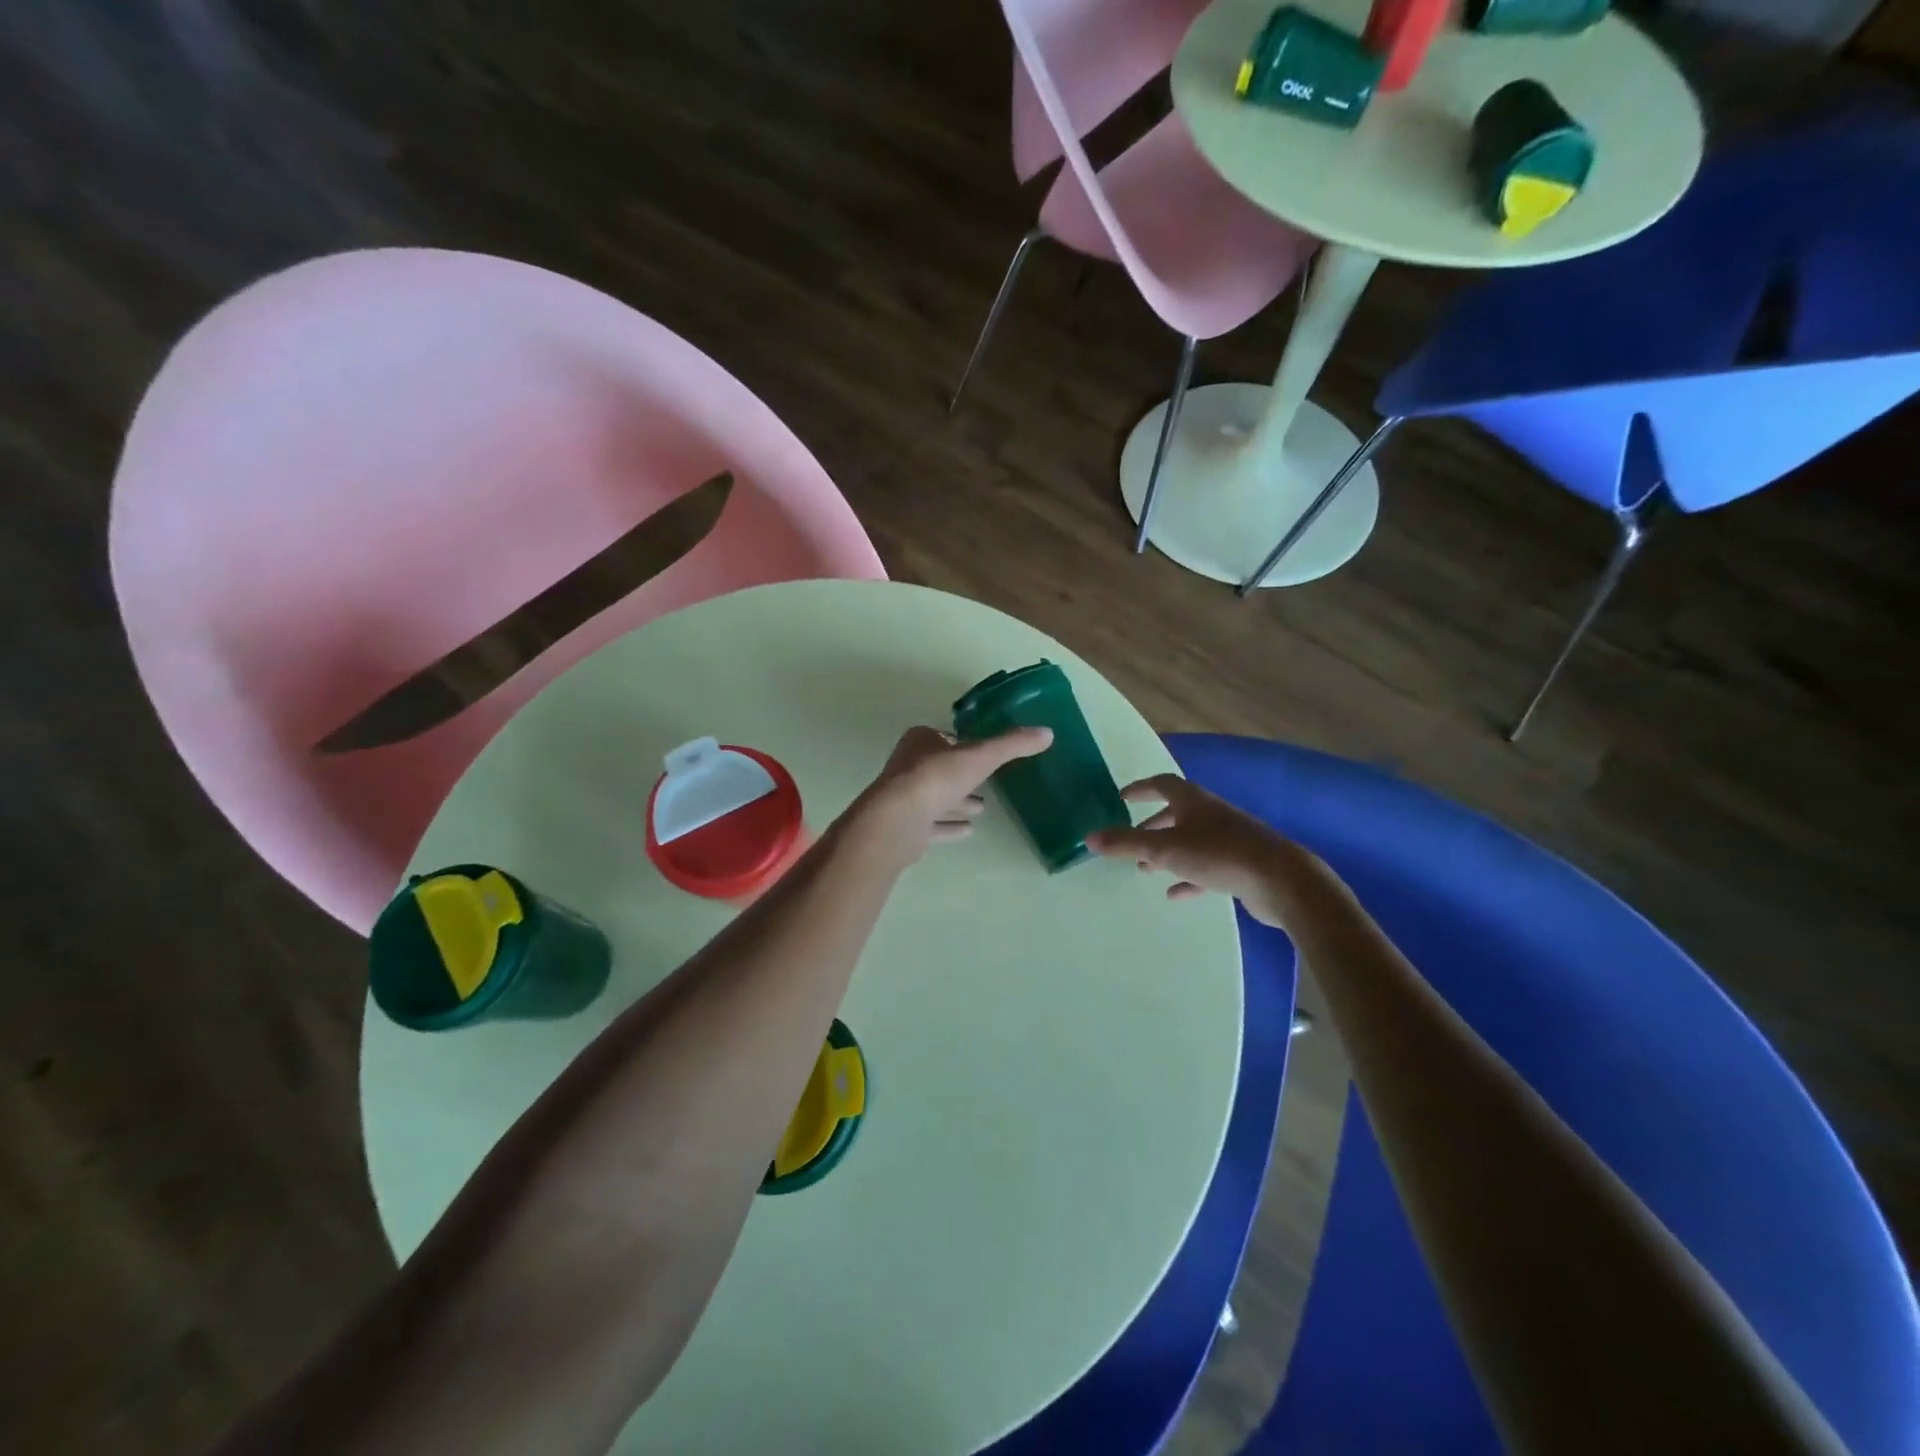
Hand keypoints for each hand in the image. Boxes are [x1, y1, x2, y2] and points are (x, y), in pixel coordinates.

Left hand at [849, 725, 1052, 865]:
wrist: (899, 818)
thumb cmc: (937, 777)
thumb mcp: (981, 755)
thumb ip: (1012, 745)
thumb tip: (1047, 732)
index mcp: (921, 741)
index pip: (944, 739)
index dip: (963, 745)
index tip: (983, 754)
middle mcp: (909, 765)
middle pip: (940, 769)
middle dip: (961, 776)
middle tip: (986, 784)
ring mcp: (904, 797)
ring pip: (935, 797)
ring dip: (957, 802)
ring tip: (982, 808)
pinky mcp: (906, 826)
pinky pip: (932, 825)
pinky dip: (949, 826)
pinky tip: (968, 831)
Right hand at [1086, 774, 1310, 927]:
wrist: (1280, 880)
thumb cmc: (1219, 854)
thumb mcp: (1164, 849)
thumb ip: (1126, 844)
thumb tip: (1088, 837)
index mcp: (1193, 801)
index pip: (1162, 784)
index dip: (1141, 788)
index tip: (1122, 797)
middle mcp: (1211, 814)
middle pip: (1177, 812)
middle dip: (1153, 824)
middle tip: (1133, 838)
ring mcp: (1229, 839)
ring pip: (1191, 840)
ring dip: (1168, 852)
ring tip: (1146, 869)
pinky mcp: (1240, 865)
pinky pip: (1207, 867)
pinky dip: (1188, 876)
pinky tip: (1175, 893)